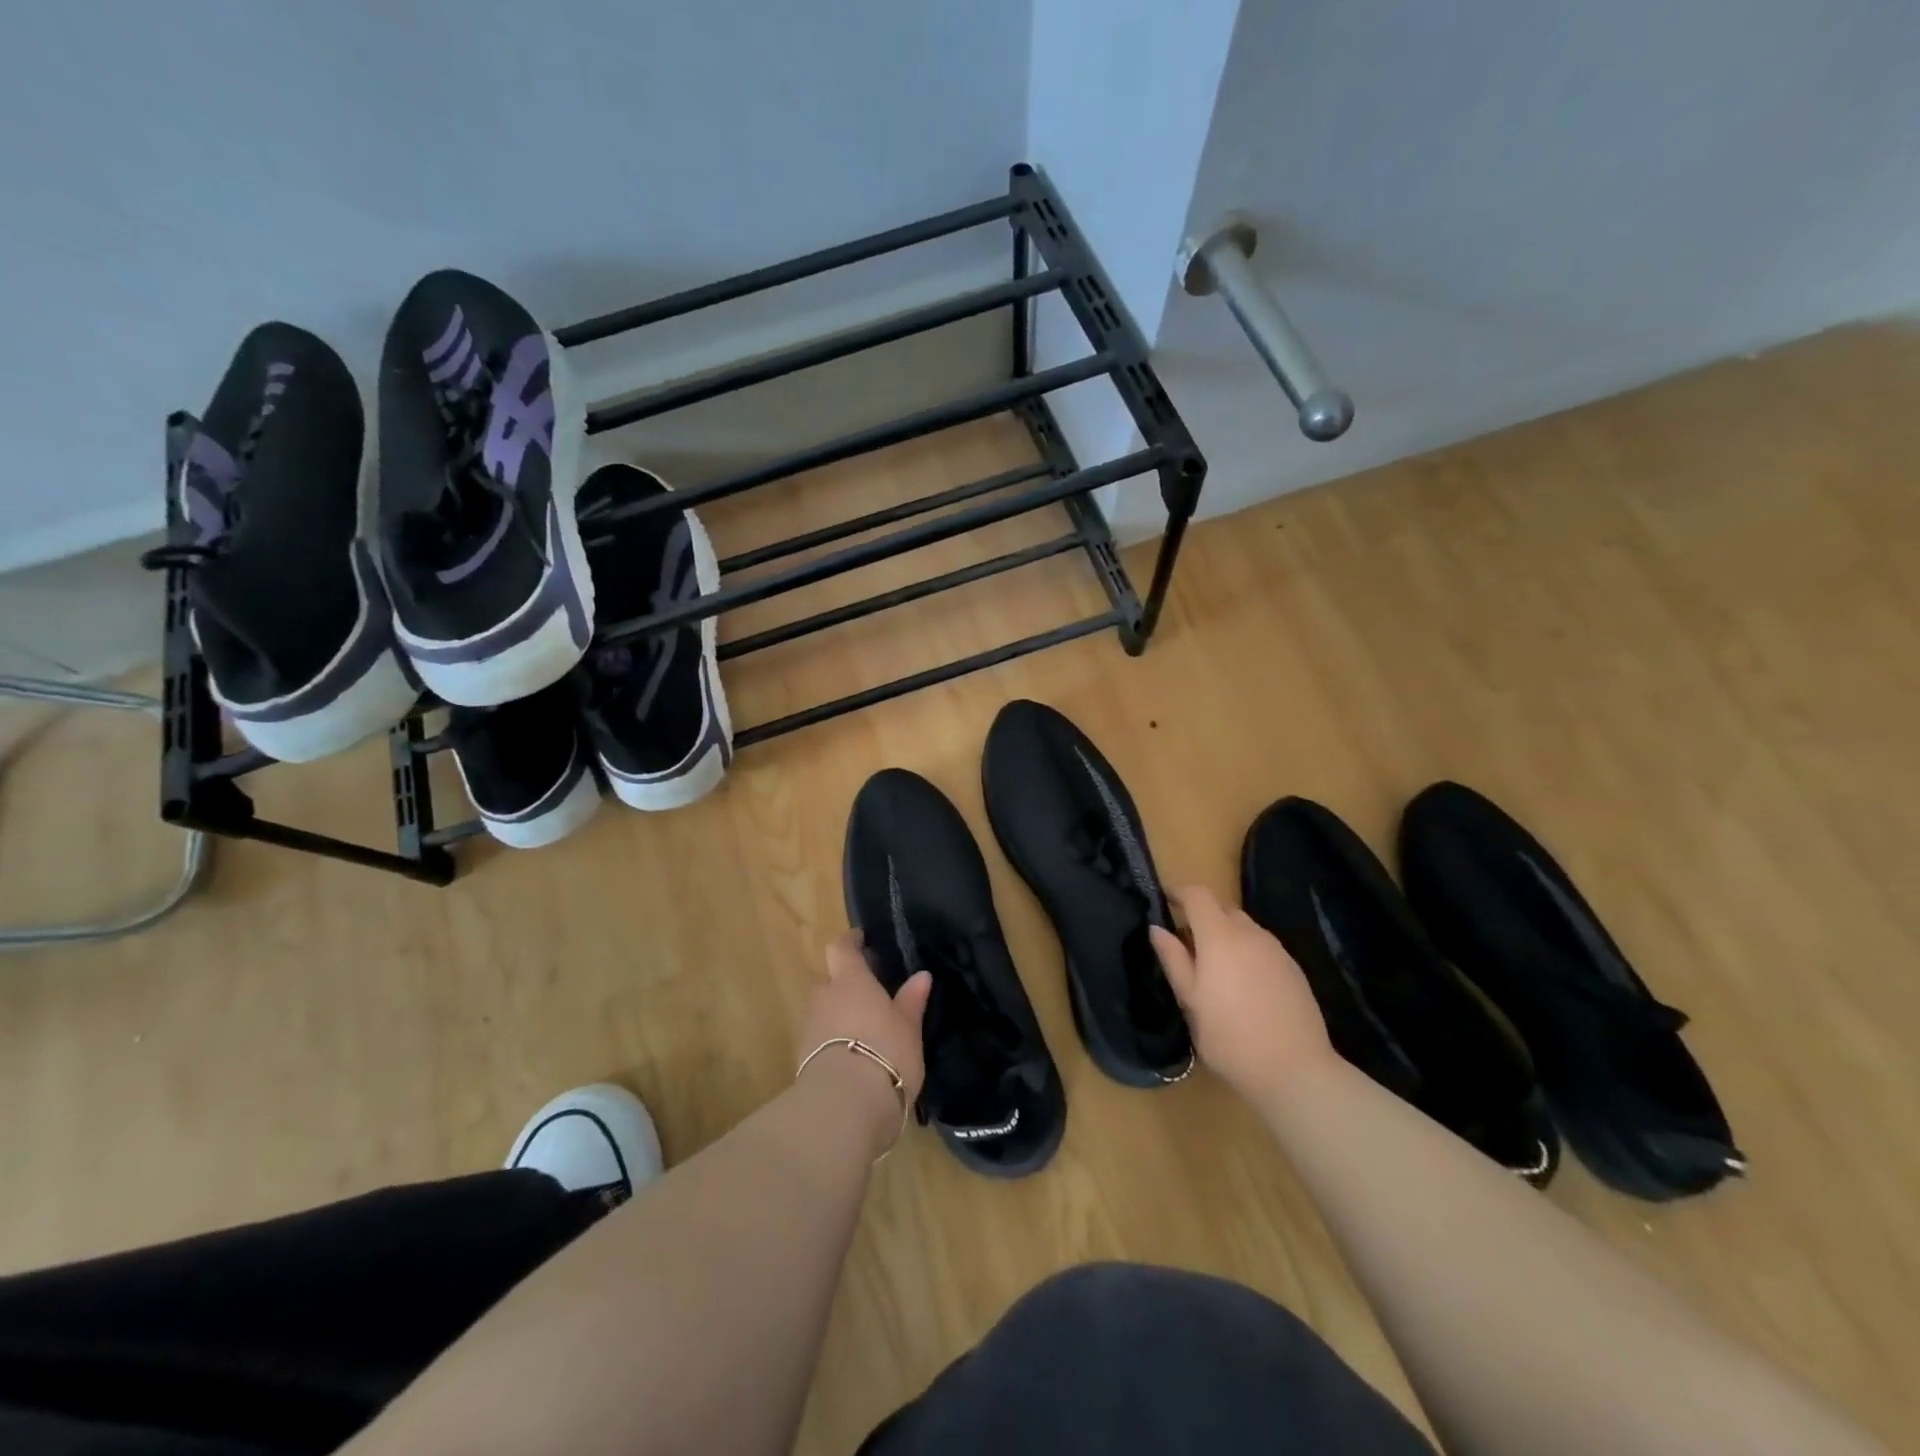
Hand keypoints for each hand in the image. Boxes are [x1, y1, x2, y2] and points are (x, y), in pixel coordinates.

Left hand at [796, 931, 932, 1156]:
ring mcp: (809, 1027)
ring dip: (838, 1015)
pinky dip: (832, 1041)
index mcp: (850, 980)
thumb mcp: (908, 1027)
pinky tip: (852, 1057)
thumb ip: (911, 1000)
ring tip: (863, 1031)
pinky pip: (819, 1038)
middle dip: (846, 985)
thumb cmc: (885, 1052)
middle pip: (830, 980)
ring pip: (823, 1010)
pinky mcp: (802, 1058)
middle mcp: (824, 996)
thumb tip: (921, 976)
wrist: (845, 1105)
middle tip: (870, 997)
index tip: (861, 940)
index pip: (841, 948)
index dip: (850, 942)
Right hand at [1150, 885, 1335, 1103]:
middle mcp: (1251, 934)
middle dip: (1202, 919)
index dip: (1179, 892)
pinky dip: (1247, 953)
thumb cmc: (1231, 1038)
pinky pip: (1262, 947)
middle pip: (1222, 909)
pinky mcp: (1294, 969)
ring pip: (1244, 928)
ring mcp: (1277, 950)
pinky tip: (1244, 988)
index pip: (1198, 895)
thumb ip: (1174, 960)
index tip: (1165, 901)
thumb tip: (1156, 928)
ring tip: (1216, 972)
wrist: (1296, 1071)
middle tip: (1187, 949)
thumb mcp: (1191, 1002)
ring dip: (1226, 936)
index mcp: (1220, 937)